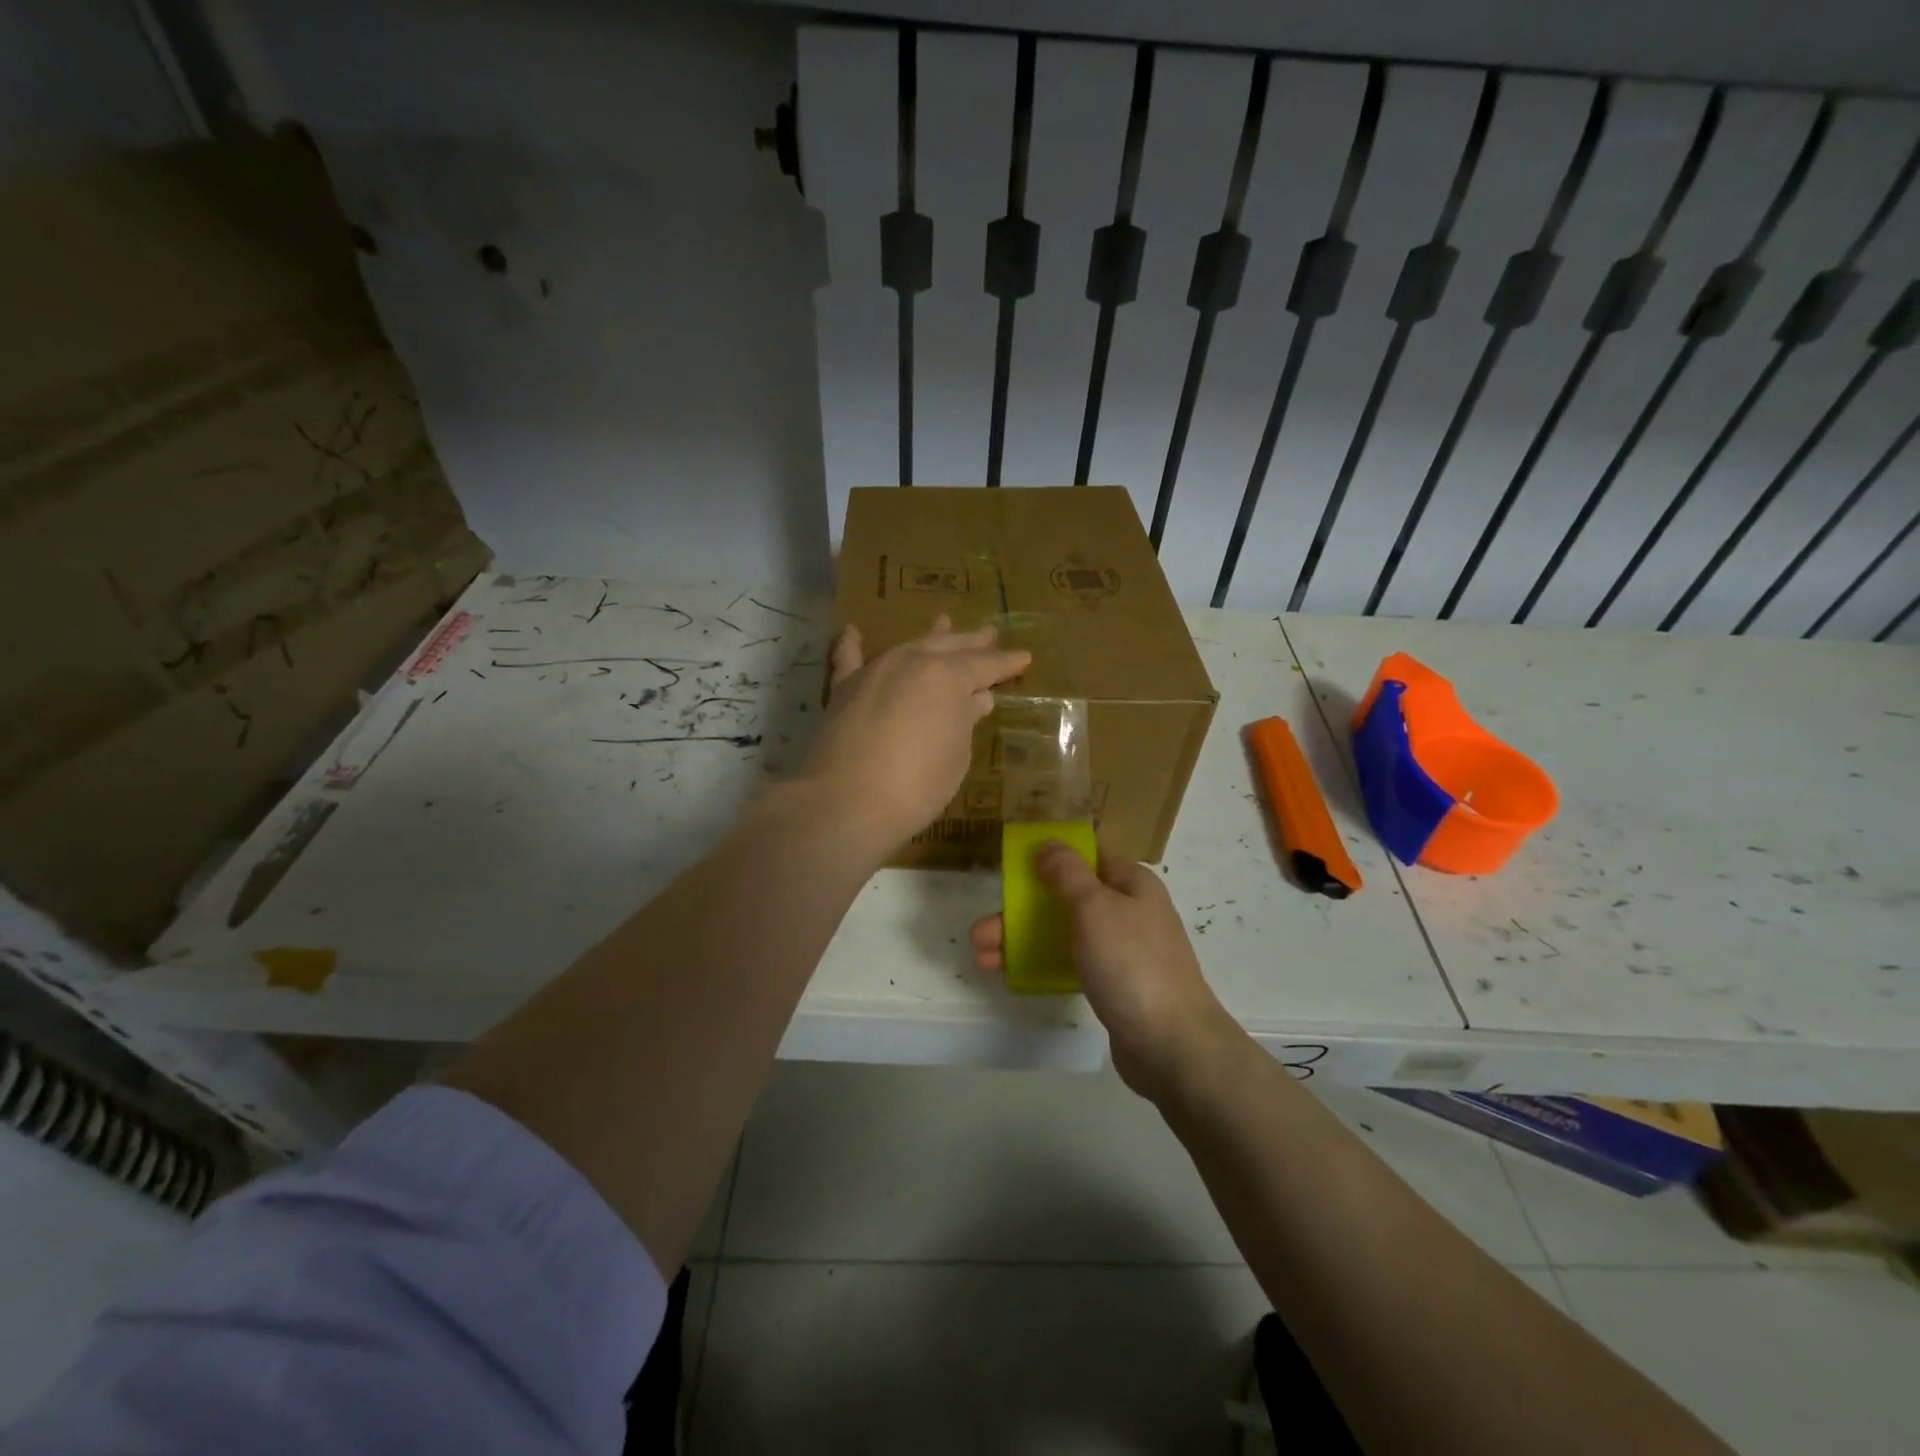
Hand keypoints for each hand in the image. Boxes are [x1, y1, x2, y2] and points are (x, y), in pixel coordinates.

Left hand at [801, 616, 1030, 851]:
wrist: (849, 801)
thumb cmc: (918, 783)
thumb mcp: (956, 754)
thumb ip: (964, 720)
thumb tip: (975, 699)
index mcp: (948, 676)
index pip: (985, 665)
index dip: (1006, 663)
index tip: (1024, 657)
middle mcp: (912, 662)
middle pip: (948, 647)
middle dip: (971, 642)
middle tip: (988, 634)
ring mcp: (875, 672)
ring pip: (908, 646)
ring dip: (929, 637)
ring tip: (944, 622)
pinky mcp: (843, 690)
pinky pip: (848, 659)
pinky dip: (851, 644)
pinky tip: (852, 631)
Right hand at [969, 843, 1236, 1099]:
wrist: (1172, 1045)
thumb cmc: (1131, 963)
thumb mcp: (1094, 907)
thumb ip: (1067, 873)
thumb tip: (1049, 844)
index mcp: (1132, 883)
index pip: (1088, 858)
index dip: (1051, 859)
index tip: (1014, 870)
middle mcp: (1130, 911)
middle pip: (1068, 899)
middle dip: (1022, 911)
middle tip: (981, 931)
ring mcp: (1124, 951)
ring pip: (1066, 934)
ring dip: (1023, 941)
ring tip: (982, 957)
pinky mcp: (1117, 986)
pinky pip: (1074, 965)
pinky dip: (1044, 965)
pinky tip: (1012, 976)